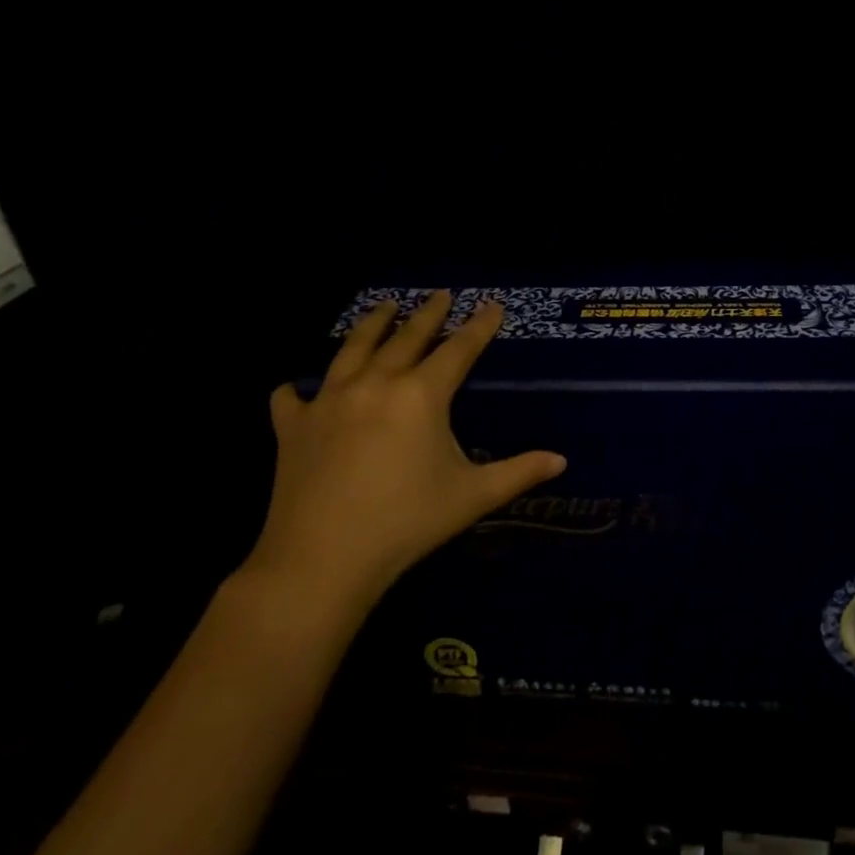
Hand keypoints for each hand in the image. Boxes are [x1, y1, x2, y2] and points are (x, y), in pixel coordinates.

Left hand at [250, 292, 565, 607]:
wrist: (323, 560)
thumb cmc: (407, 523)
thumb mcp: (472, 497)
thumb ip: (519, 472)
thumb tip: (562, 461)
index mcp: (421, 395)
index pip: (459, 349)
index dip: (479, 326)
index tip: (492, 305)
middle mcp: (376, 383)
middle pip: (407, 337)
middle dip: (428, 313)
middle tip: (440, 294)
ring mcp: (329, 400)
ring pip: (353, 348)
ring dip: (373, 324)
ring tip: (385, 306)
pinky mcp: (294, 425)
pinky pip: (292, 397)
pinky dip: (297, 389)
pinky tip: (296, 387)